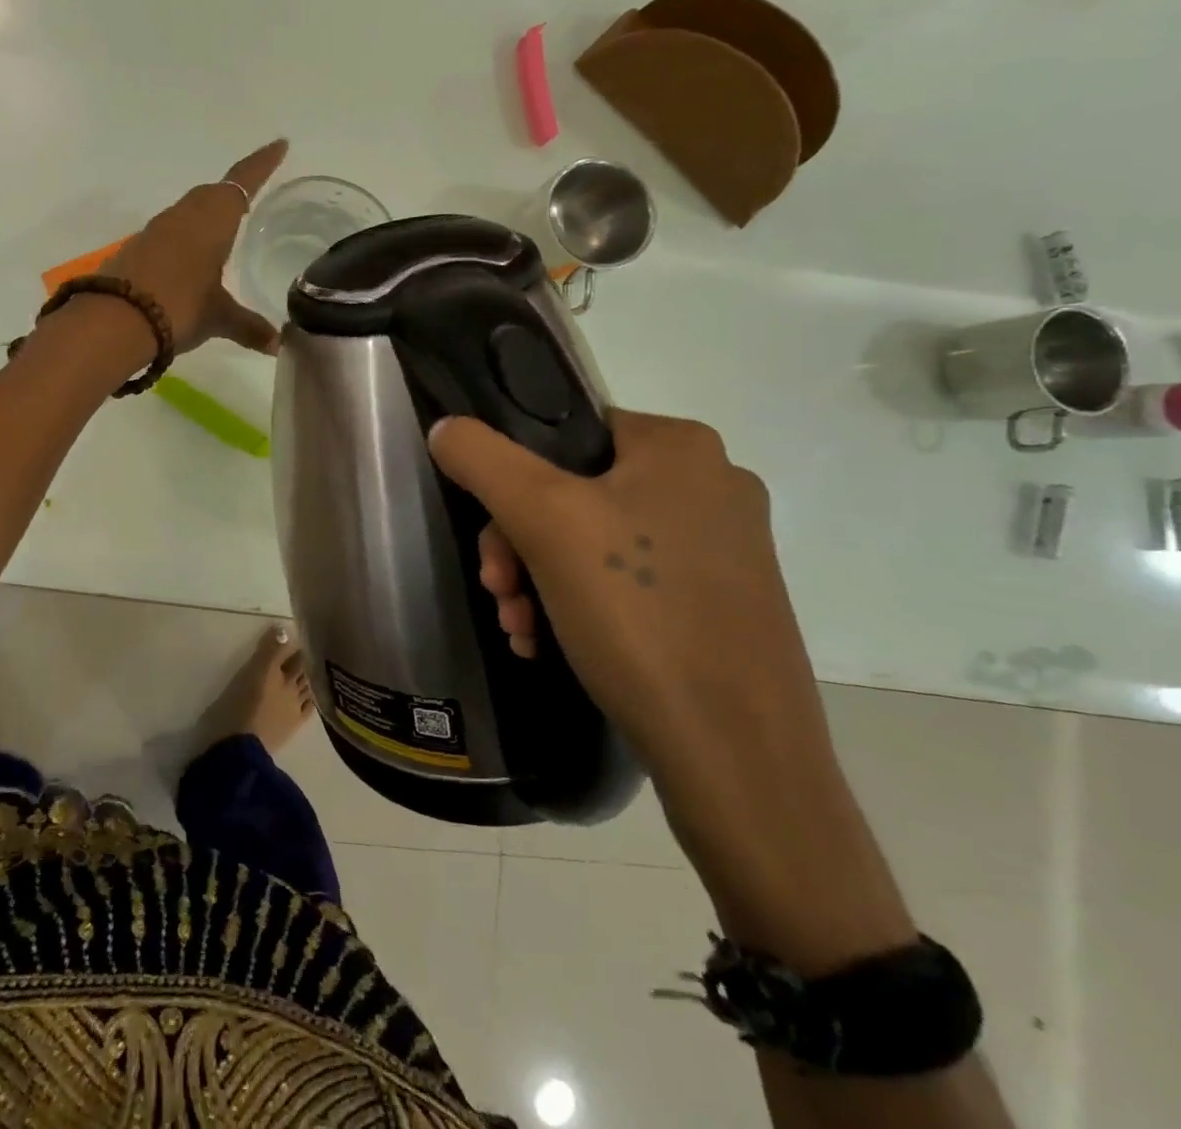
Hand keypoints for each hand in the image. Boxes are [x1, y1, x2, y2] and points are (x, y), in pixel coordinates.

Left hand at [99, 139, 286, 354]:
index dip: (262, 164)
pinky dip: (185, 238)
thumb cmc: (178, 307)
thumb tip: (277, 345)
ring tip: (223, 231)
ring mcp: (156, 230)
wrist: (113, 320)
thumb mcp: (218, 318)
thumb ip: (248, 327)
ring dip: (206, 214)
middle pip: (212, 194)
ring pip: (188, 211)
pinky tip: (189, 260)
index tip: (279, 145)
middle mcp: (184, 215)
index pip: (243, 182)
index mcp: (213, 219)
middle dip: (233, 191)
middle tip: (252, 196)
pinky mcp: (136, 248)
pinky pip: (169, 232)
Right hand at [430, 409, 816, 774]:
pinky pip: (627, 583)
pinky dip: (578, 607)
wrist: (736, 756)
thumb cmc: (638, 614)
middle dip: (519, 545)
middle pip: (572, 492)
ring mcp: (722, 550)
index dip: (511, 479)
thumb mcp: (542, 519)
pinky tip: (551, 644)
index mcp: (681, 447)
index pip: (564, 433)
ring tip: (522, 630)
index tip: (491, 540)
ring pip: (593, 542)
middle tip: (500, 592)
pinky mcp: (722, 605)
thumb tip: (446, 427)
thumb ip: (483, 458)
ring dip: (538, 580)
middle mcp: (711, 487)